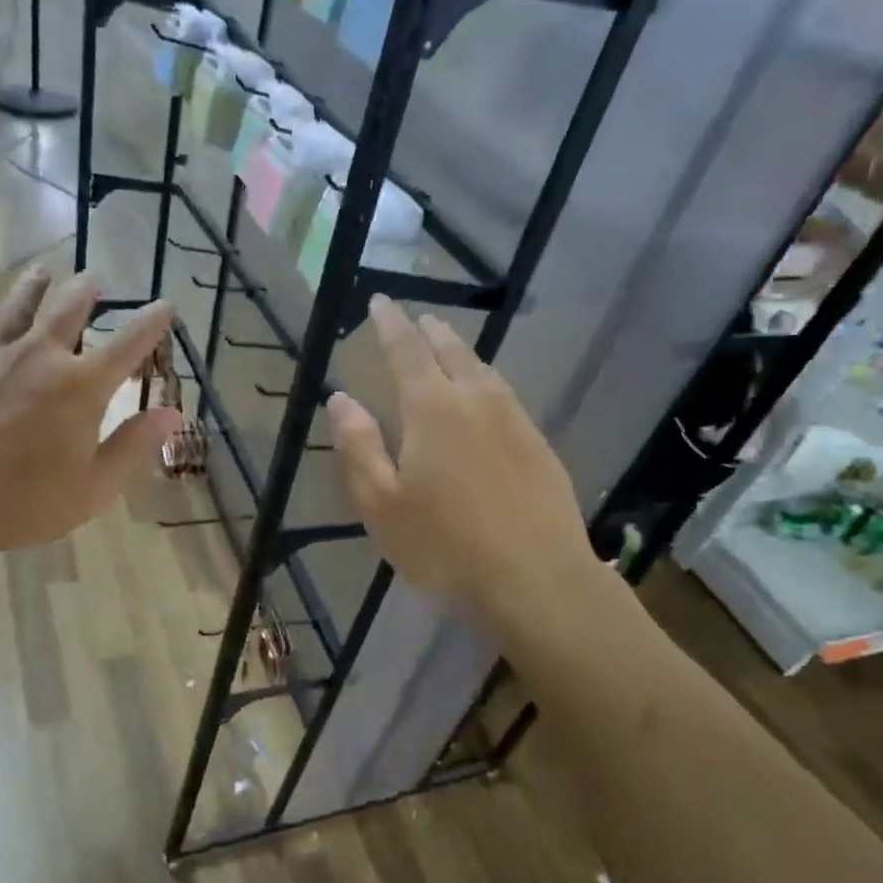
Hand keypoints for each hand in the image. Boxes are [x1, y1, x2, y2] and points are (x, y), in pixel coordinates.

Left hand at [0, 267, 180, 569]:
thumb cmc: (21, 502)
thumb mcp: (93, 488)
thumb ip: (133, 446)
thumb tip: (171, 413)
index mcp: (80, 386)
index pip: (128, 344)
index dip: (151, 323)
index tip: (165, 304)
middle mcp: (38, 357)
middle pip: (68, 311)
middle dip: (85, 292)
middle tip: (92, 279)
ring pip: (15, 309)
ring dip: (32, 288)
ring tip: (41, 271)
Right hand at [329, 296, 604, 631]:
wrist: (537, 580)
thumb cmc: (444, 546)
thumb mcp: (381, 504)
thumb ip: (358, 447)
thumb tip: (341, 398)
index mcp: (432, 409)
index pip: (406, 351)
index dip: (390, 324)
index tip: (382, 301)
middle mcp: (476, 401)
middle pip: (452, 351)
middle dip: (430, 331)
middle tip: (418, 318)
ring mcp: (515, 421)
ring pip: (485, 371)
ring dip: (462, 352)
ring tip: (450, 346)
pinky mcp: (540, 446)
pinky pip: (506, 396)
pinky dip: (487, 382)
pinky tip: (487, 397)